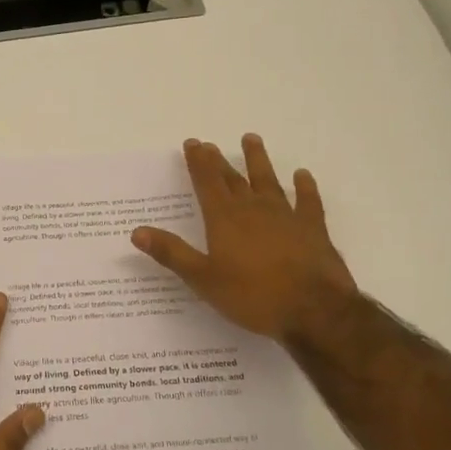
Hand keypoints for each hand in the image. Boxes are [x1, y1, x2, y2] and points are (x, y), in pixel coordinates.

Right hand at [132, 135, 360, 343]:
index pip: (207, 183)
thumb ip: (171, 253)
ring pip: (268, 180)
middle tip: (210, 144)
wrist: (314, 310)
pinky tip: (302, 175)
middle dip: (219, 161)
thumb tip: (137, 231)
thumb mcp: (203, 279)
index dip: (198, 162)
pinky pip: (307, 201)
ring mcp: (286, 216)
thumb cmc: (252, 296)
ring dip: (258, 160)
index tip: (192, 143)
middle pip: (233, 178)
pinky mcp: (313, 229)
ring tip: (251, 139)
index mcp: (224, 219)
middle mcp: (253, 209)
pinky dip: (304, 187)